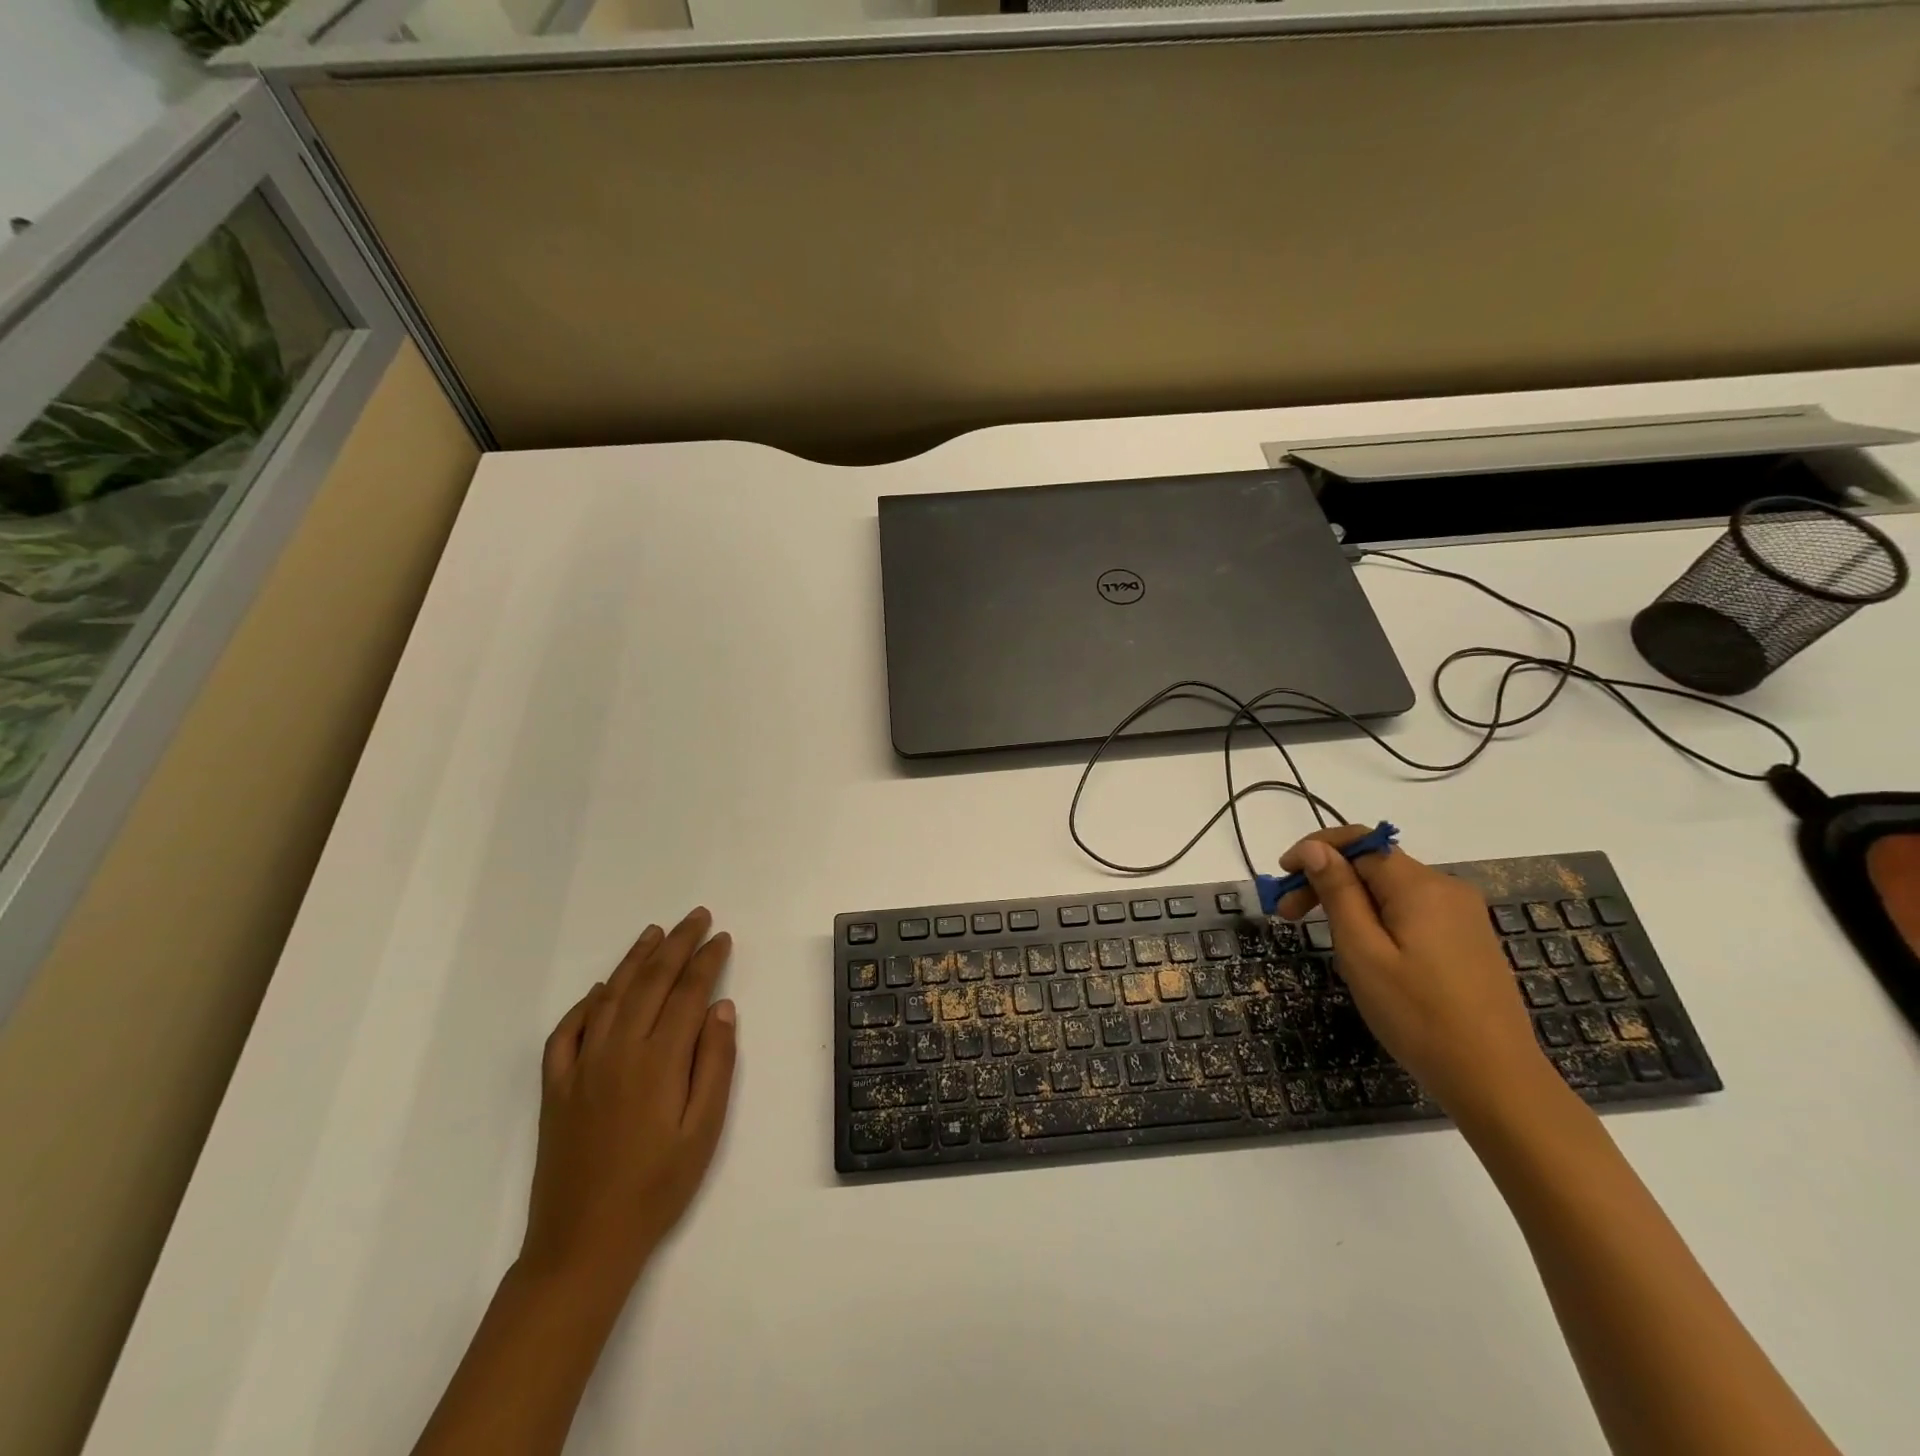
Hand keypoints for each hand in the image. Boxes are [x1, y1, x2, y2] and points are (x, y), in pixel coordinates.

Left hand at [520, 908, 737, 1289]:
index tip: (722, 937)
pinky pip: (568, 1030)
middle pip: (652, 982)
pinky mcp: (556, 1086)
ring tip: (655, 933)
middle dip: (678, 944)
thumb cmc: (657, 1187)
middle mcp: (618, 1050)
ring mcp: (582, 1065)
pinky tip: (602, 989)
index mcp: (659, 1060)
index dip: (707, 961)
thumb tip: (721, 1007)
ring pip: (611, 995)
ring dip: (635, 959)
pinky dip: (587, 1002)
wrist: (583, 1243)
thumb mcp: (704, 1130)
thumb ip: (715, 1063)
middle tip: (697, 917)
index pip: (689, 992)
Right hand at [1275, 827, 1549, 1115]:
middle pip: (1374, 865)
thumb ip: (1338, 892)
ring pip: (1391, 889)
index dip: (1315, 850)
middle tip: (1287, 915)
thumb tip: (1316, 848)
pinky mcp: (1467, 940)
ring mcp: (1462, 915)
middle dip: (1327, 880)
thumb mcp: (1362, 952)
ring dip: (1349, 901)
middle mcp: (1446, 888)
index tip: (1282, 874)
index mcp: (1421, 886)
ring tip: (1324, 938)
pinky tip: (1365, 952)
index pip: (1359, 843)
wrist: (1497, 1081)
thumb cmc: (1418, 1016)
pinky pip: (1411, 911)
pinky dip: (1377, 918)